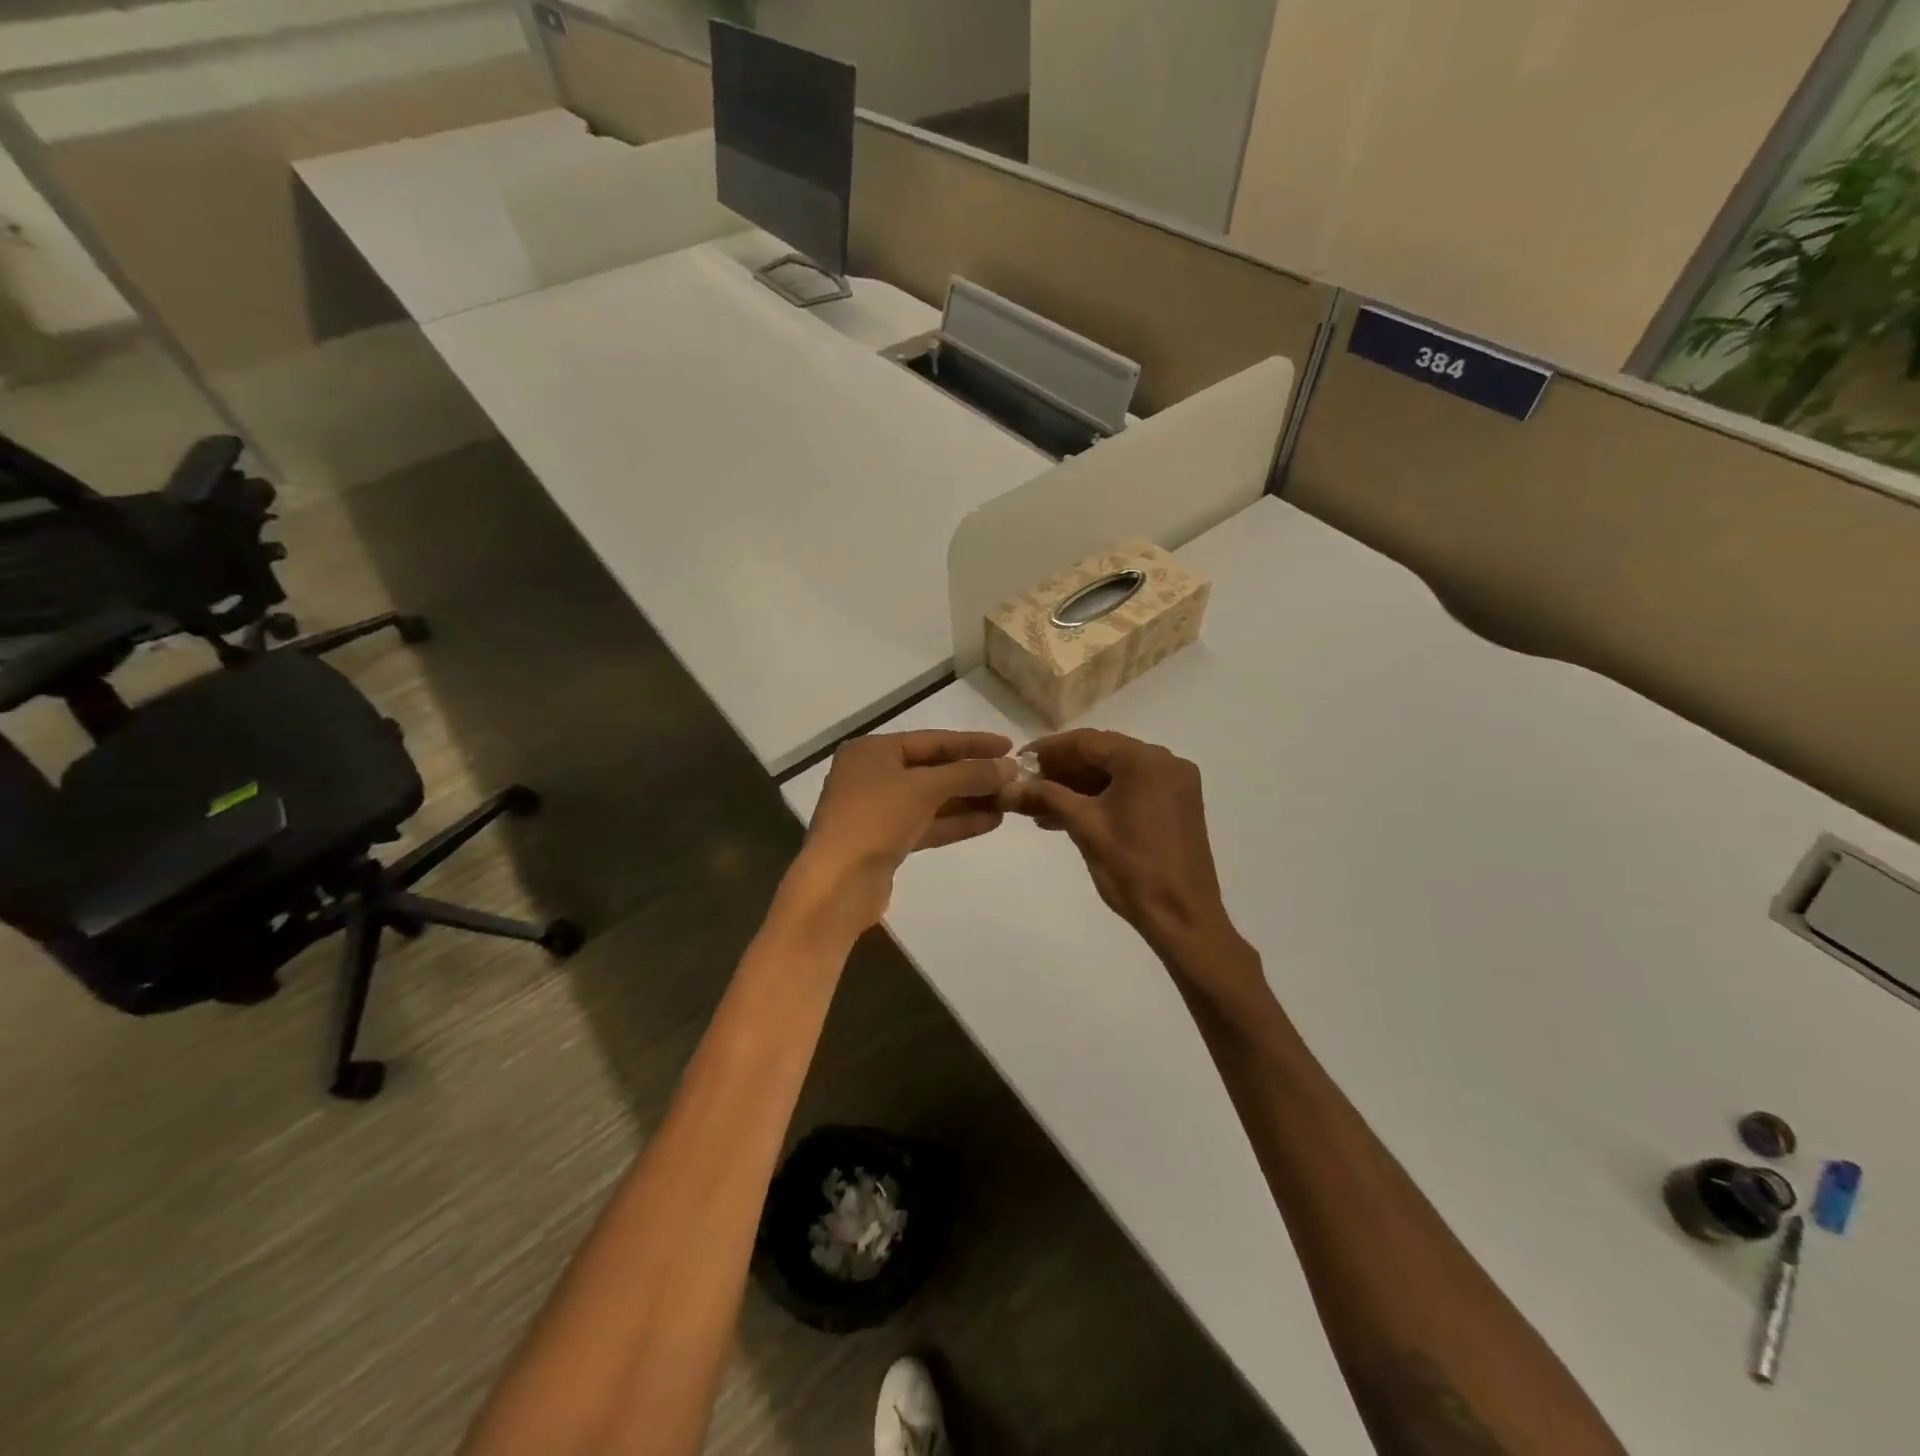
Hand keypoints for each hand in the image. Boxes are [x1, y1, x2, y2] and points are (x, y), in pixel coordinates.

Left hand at [792, 730, 1014, 934]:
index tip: (1009, 746)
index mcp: (872, 751)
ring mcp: (878, 811)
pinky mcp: (886, 842)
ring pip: (932, 799)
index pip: (932, 740)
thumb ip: (969, 773)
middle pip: (932, 769)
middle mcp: (872, 775)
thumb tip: (1010, 767)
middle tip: (1014, 777)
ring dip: (969, 800)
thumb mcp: (925, 788)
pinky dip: (956, 822)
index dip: (972, 743)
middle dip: (973, 774)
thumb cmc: (875, 820)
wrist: (837, 884)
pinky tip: (991, 821)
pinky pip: (927, 824)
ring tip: (1010, 801)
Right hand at [999, 730, 1237, 960]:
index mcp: (1145, 760)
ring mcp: (1173, 785)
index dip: (1048, 750)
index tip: (1018, 761)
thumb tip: (1006, 788)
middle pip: (1102, 756)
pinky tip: (1064, 817)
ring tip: (1038, 807)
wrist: (1182, 917)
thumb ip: (1045, 797)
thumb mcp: (1084, 826)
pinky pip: (1130, 792)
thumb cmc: (1132, 867)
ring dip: (1077, 788)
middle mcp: (1165, 762)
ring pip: (1114, 776)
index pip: (1087, 742)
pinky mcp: (1175, 807)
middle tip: (1025, 785)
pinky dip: (1099, 800)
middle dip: (1061, 771)